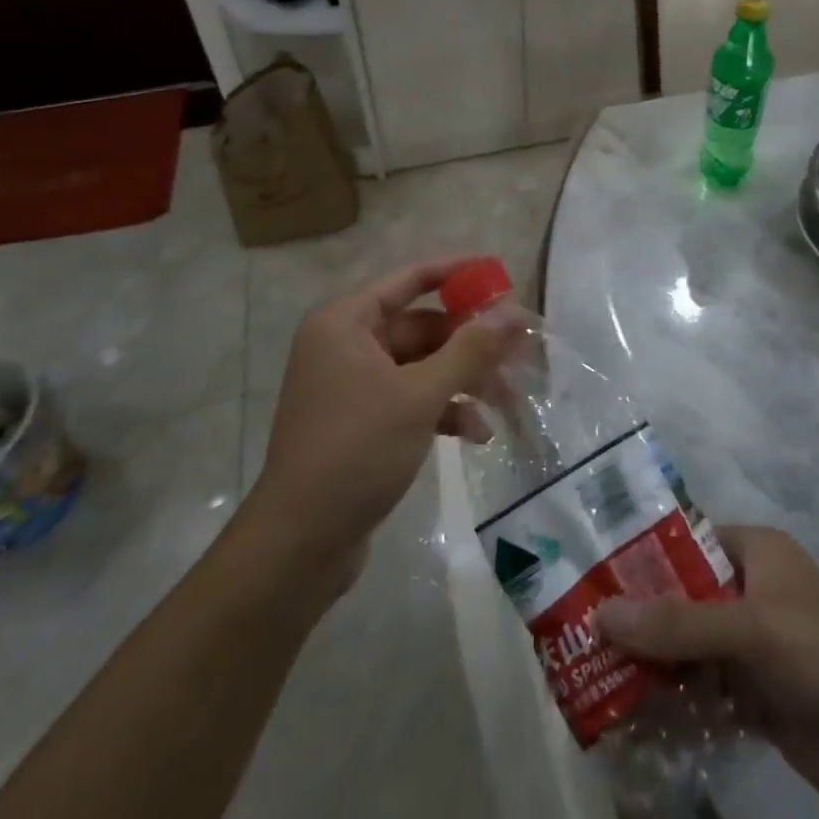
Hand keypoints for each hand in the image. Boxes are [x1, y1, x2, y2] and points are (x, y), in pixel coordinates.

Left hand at [253, 258, 517, 583]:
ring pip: (422, 365)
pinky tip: (478, 434)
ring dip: (464, 380)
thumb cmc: (356, 451)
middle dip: (471, 342)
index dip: (457, 272)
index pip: (410, 278)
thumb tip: (513, 314)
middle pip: (423, 326)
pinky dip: (444, 410)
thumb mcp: (419, 396)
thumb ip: (469, 351)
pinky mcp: (362, 422)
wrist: (299, 545)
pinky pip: (412, 399)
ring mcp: (354, 385)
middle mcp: (347, 344)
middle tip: (519, 350)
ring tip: (508, 399)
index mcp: (346, 322)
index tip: (500, 274)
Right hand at [597, 527, 818, 818]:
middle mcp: (752, 591)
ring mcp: (756, 647)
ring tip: (591, 675)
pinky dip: (674, 702)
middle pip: (681, 595)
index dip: (640, 554)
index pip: (685, 540)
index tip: (589, 574)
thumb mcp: (752, 630)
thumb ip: (677, 624)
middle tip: (578, 632)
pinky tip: (633, 717)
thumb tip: (600, 613)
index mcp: (756, 551)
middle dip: (638, 616)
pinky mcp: (759, 699)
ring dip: (650, 663)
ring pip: (688, 646)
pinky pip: (704, 691)